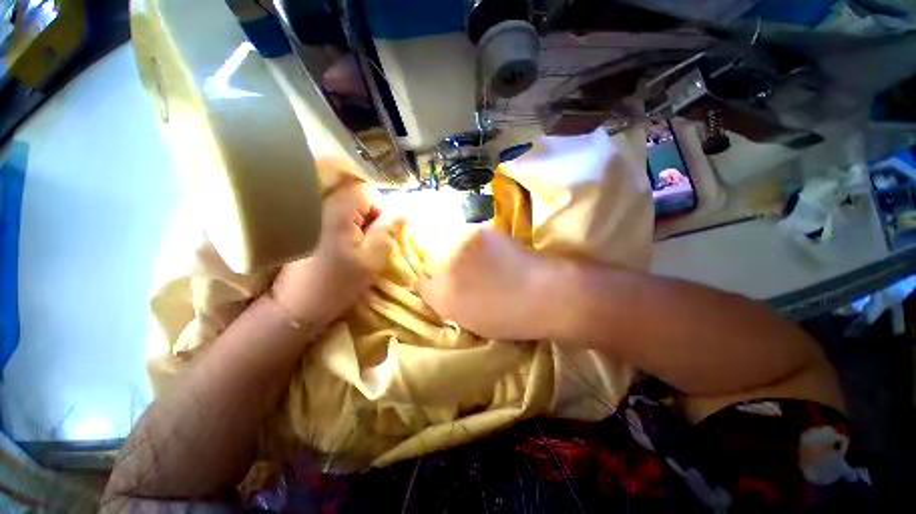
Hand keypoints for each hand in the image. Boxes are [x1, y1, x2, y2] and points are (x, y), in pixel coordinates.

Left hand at [272, 179, 403, 325]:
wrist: (295, 306)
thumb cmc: (338, 283)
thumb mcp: (372, 258)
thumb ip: (388, 230)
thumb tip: (404, 211)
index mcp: (337, 210)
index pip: (367, 191)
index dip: (380, 209)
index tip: (382, 233)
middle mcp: (319, 204)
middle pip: (355, 196)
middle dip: (369, 216)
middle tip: (372, 242)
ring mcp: (309, 214)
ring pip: (345, 207)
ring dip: (358, 223)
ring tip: (358, 247)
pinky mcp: (304, 225)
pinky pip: (333, 215)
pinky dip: (345, 227)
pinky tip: (344, 247)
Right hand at [418, 228, 553, 340]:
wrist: (543, 294)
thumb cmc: (509, 318)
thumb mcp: (471, 322)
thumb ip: (449, 304)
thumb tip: (441, 288)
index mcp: (442, 299)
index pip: (422, 284)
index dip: (435, 283)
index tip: (446, 283)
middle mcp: (443, 272)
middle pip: (431, 262)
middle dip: (443, 267)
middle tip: (463, 270)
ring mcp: (460, 249)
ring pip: (447, 246)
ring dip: (457, 252)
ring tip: (478, 258)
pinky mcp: (477, 233)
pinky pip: (466, 236)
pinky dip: (473, 242)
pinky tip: (491, 250)